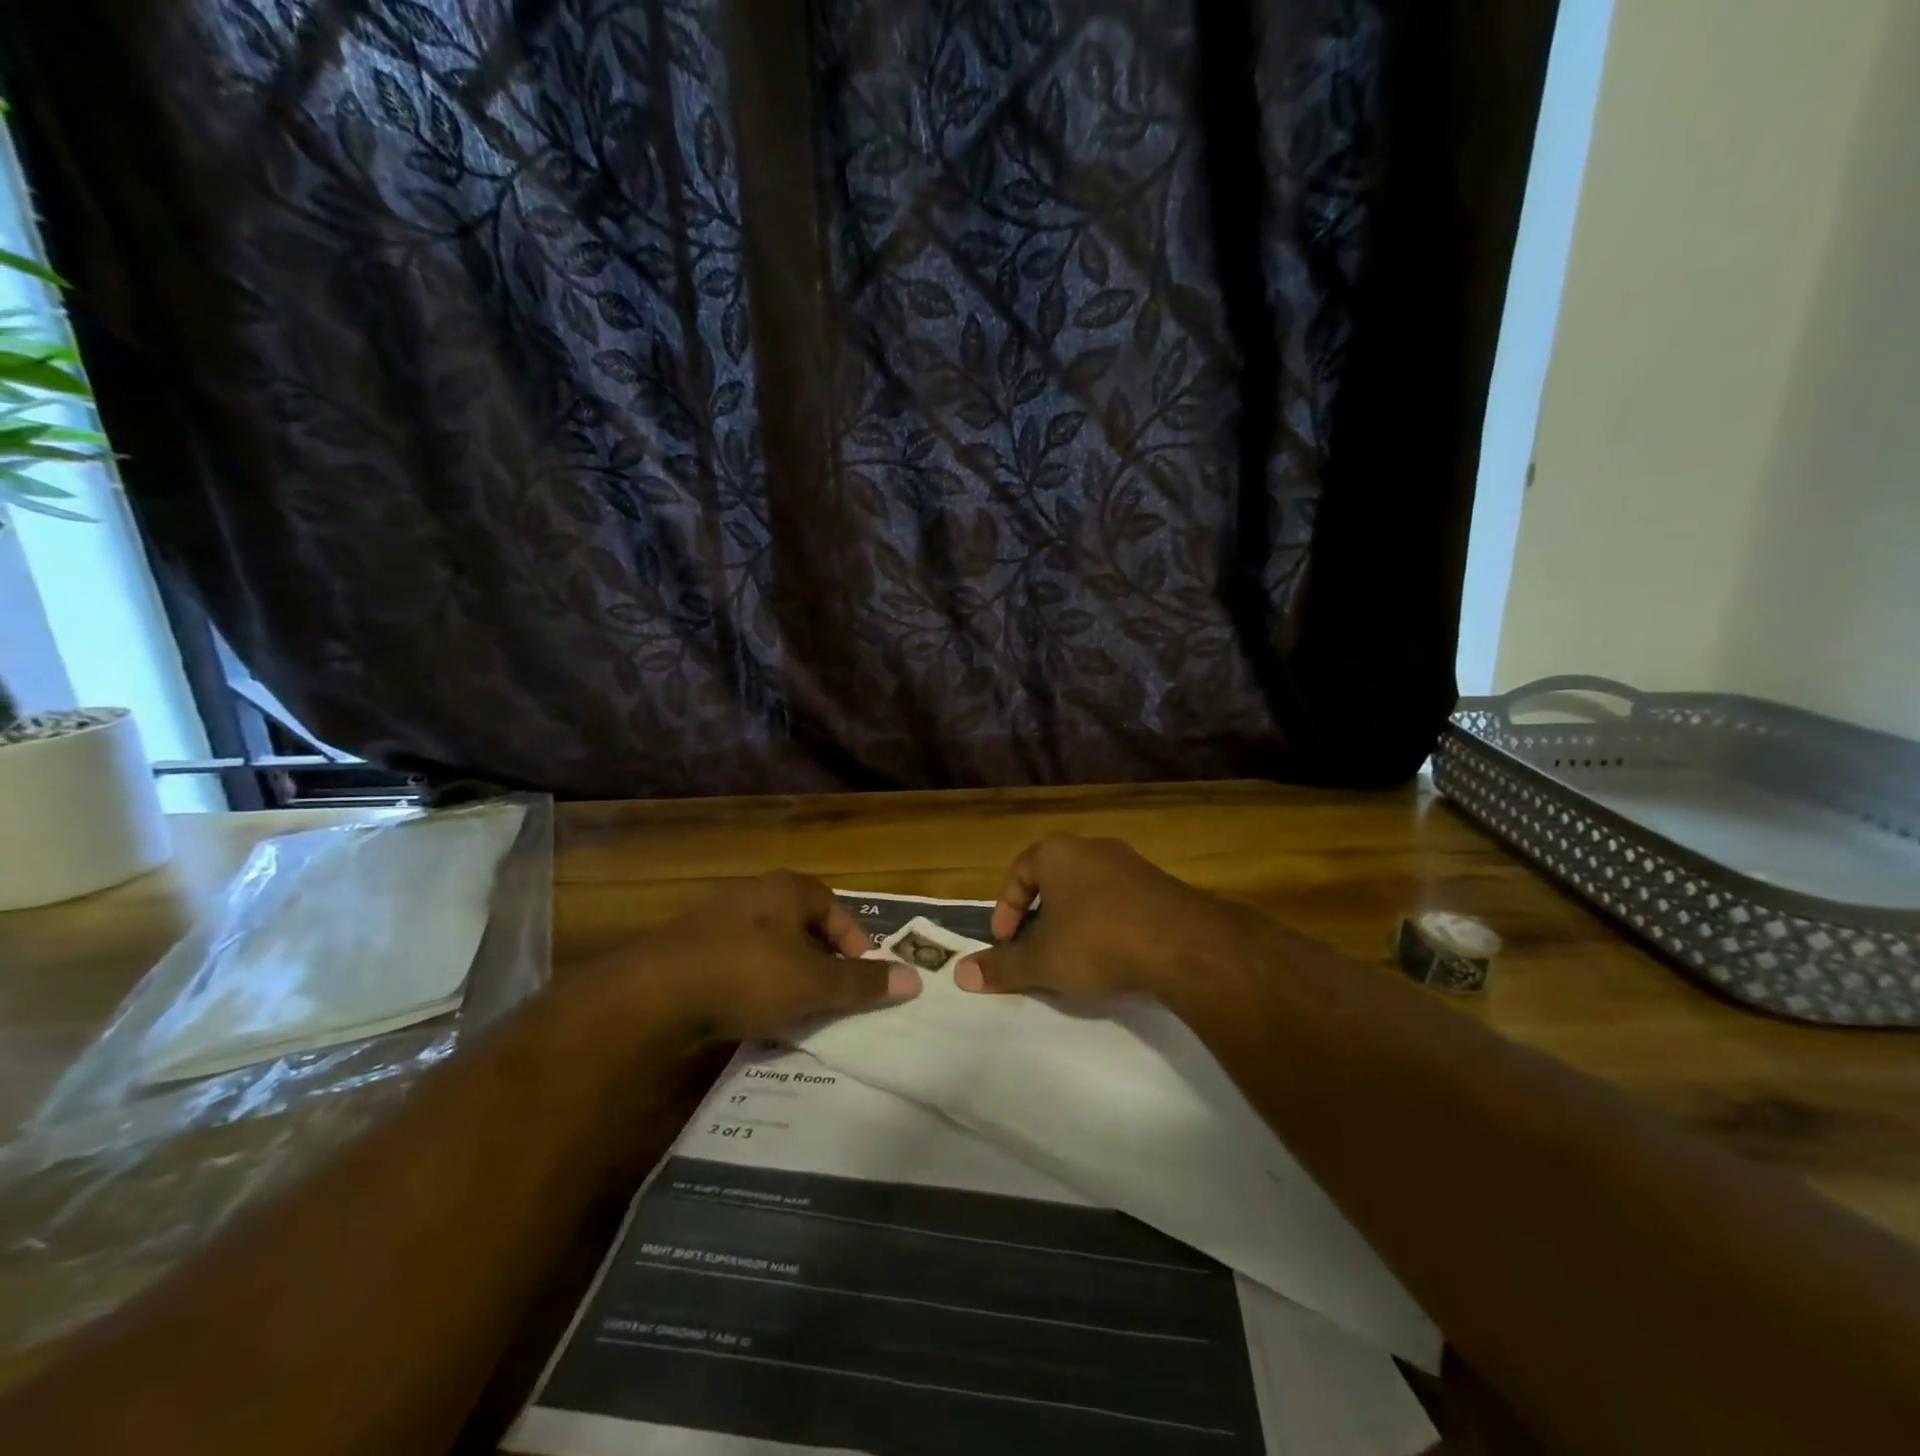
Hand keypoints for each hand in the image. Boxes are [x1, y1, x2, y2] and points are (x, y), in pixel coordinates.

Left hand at [602, 871, 918, 1040]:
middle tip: (832, 998)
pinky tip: (754, 1017)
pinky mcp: (690, 950)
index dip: (856, 944)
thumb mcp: (814, 983)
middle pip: (803, 928)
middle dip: (821, 963)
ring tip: (798, 1013)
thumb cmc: (748, 974)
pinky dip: (754, 988)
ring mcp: (717, 921)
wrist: (653, 995)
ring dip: (788, 977)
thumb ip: (863, 982)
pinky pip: (738, 966)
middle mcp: (754, 895)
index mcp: (787, 889)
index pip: (836, 910)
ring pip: (770, 949)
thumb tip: (915, 979)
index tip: (863, 979)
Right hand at [954, 835, 1253, 999]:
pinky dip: (1109, 923)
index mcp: (1057, 853)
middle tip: (1037, 947)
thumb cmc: (1097, 942)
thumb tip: (961, 974)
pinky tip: (1115, 955)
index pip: (1019, 872)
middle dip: (1041, 913)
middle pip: (1055, 878)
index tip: (1006, 942)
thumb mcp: (1042, 960)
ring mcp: (1132, 863)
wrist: (1183, 945)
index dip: (1007, 908)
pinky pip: (1122, 901)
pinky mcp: (1162, 885)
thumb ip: (1001, 966)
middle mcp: (1093, 847)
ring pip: (1090, 889)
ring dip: (1076, 919)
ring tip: (1075, 955)